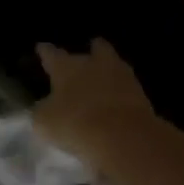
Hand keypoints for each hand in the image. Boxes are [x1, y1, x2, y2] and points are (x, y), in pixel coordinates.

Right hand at [33, 40, 155, 172]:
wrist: (123, 137)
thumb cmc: (74, 123)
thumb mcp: (44, 122)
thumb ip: (43, 110)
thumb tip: (45, 107)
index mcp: (66, 66)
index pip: (52, 54)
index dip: (45, 51)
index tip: (42, 47)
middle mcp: (94, 64)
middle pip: (96, 49)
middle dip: (91, 51)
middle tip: (88, 54)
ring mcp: (122, 77)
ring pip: (115, 66)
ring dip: (109, 71)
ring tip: (102, 80)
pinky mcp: (141, 95)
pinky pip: (127, 89)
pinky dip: (120, 93)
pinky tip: (114, 102)